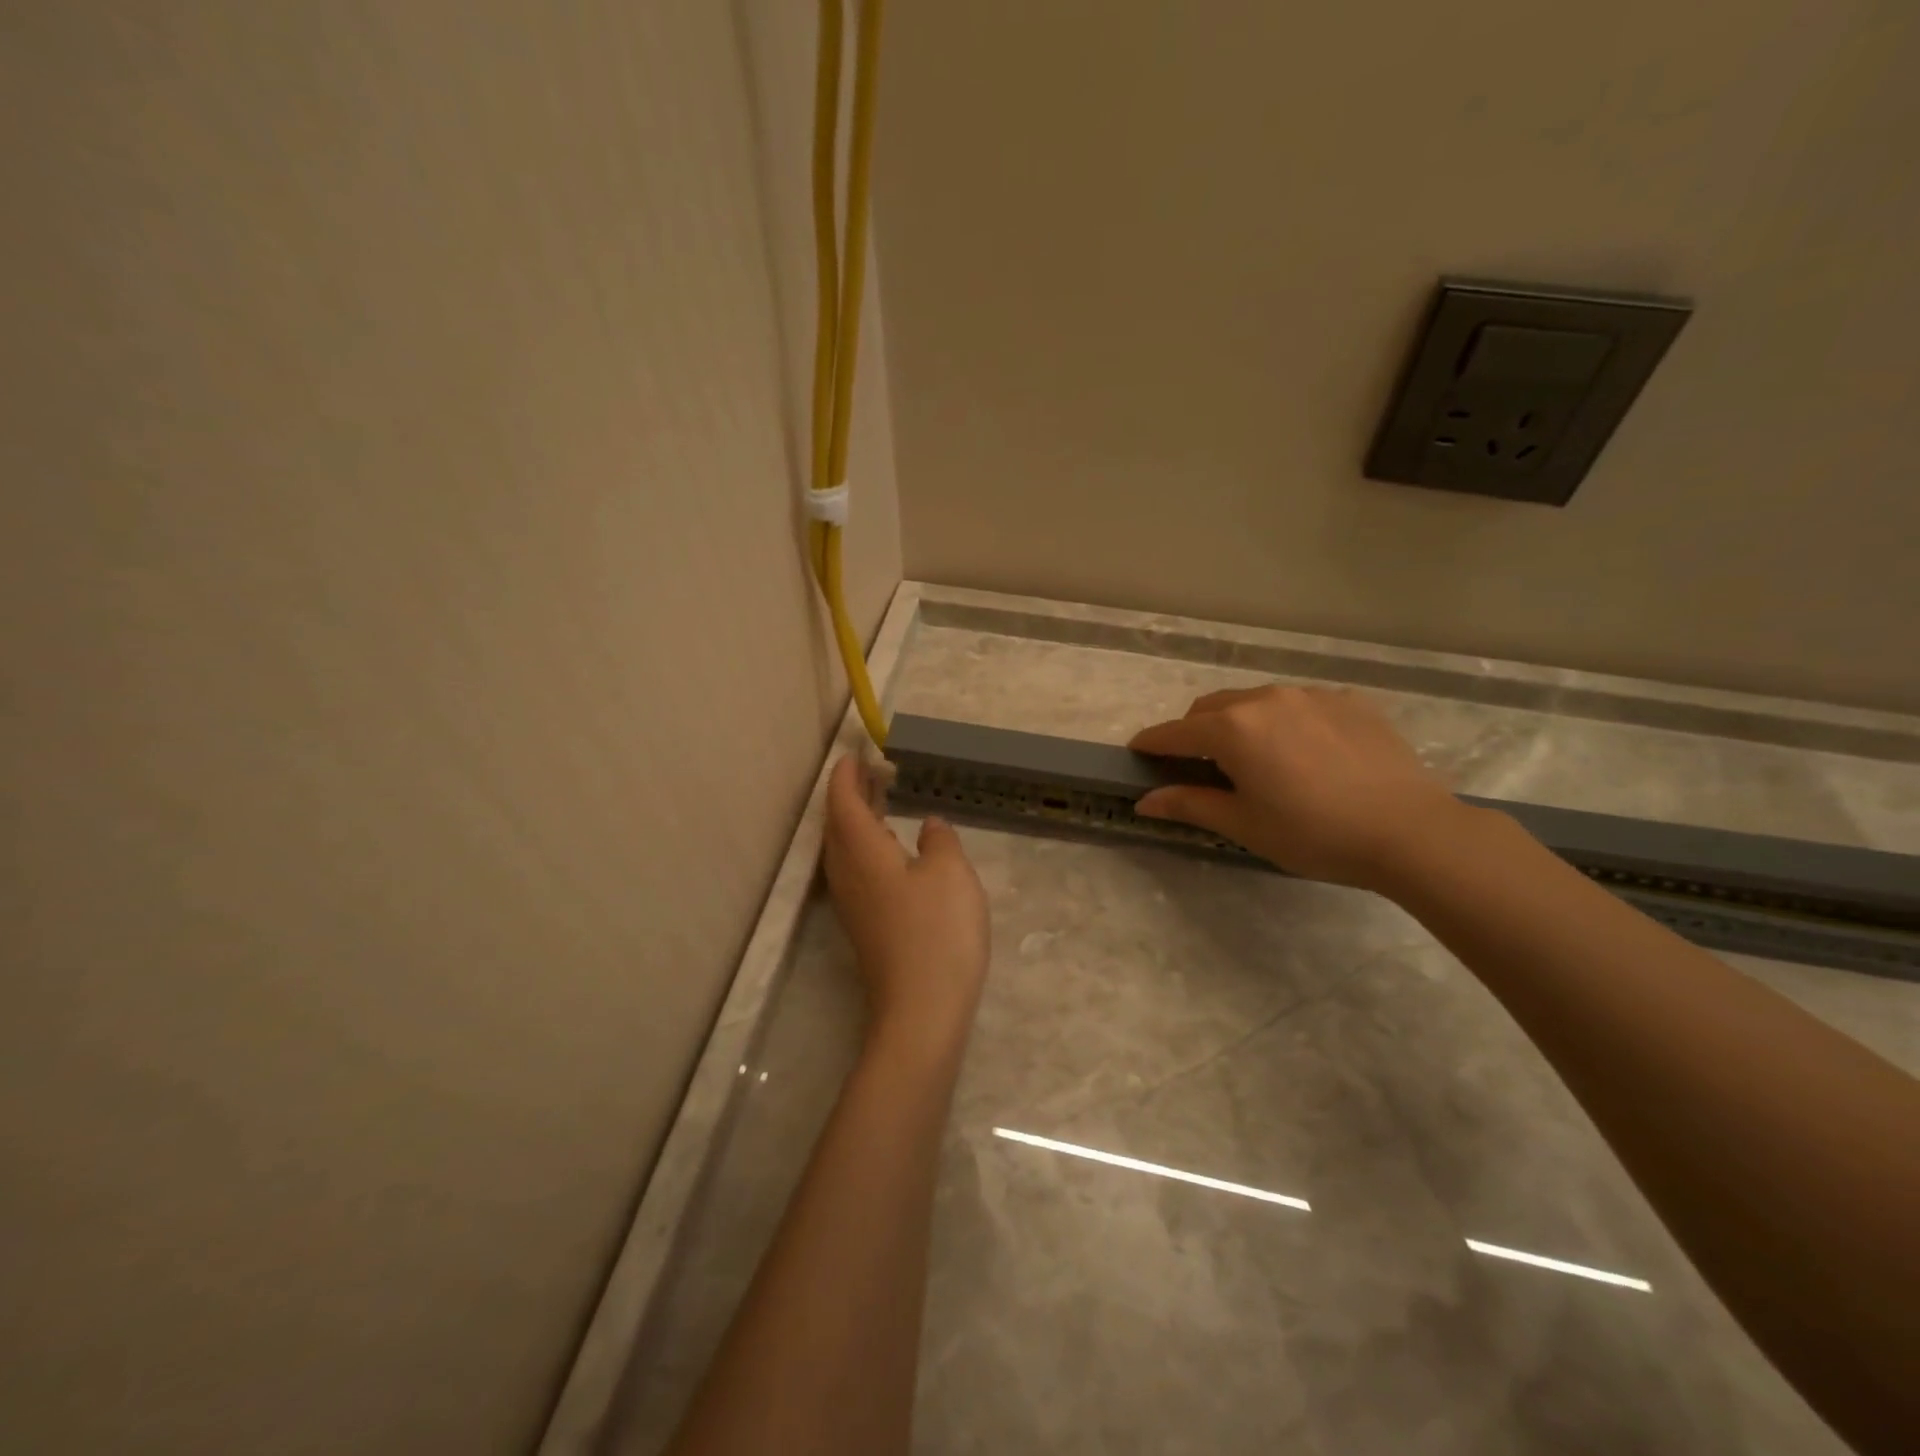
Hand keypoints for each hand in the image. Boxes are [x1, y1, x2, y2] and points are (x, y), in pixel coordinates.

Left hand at [822, 756, 989, 1053]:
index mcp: (862, 851)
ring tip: (879, 803)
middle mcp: (847, 873)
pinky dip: (866, 847)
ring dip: (856, 821)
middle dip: (849, 795)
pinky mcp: (864, 926)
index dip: (846, 776)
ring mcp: (853, 904)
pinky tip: (890, 852)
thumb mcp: (951, 873)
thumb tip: (928, 826)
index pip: (844, 802)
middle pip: (838, 824)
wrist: (921, 1011)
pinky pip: (855, 871)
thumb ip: (940, 840)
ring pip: (844, 849)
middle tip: (869, 773)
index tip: (855, 755)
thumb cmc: (937, 932)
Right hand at [1128, 685, 1467, 890]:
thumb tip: (1144, 800)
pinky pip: (1299, 704)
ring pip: (1256, 701)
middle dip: (1194, 731)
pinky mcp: (1349, 701)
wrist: (1411, 831)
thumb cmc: (1314, 833)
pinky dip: (1285, 721)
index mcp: (1233, 729)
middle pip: (1211, 708)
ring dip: (1240, 723)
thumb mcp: (1244, 825)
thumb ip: (1189, 804)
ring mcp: (1311, 695)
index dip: (1152, 743)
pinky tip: (1306, 753)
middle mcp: (1266, 699)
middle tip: (1199, 765)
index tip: (1137, 752)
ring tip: (1257, 759)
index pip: (1175, 732)